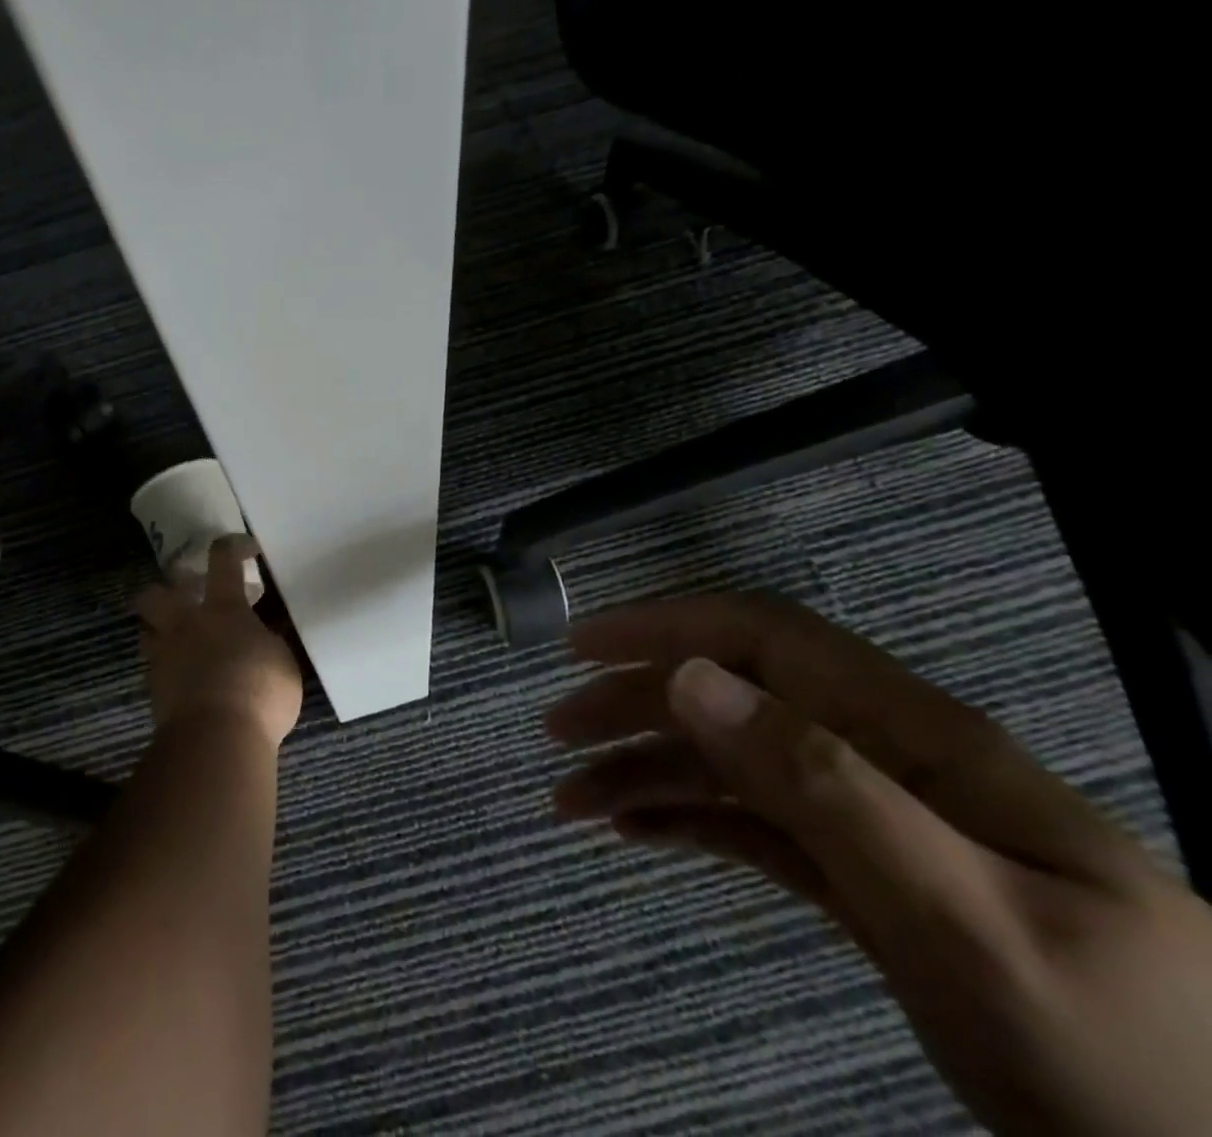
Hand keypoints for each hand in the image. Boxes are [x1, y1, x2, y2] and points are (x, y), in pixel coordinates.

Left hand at [136, 536, 301, 750]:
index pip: (223, 560)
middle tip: (186, 598)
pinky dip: (166, 667)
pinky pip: (153, 667)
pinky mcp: (154, 689)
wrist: (216, 738)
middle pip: (157, 593)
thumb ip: (270, 641)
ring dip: (159, 629)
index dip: (232, 547)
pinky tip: (184, 679)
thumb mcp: (283, 661)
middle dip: (166, 590)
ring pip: (146, 629)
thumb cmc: (259, 691)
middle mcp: (186, 624)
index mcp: (223, 609)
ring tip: (179, 641)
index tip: (245, 548)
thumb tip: (264, 634)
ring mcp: (164, 656)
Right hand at [545, 593, 1211, 1136]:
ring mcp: (870, 814)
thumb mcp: (964, 916)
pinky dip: (686, 819)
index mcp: (908, 733)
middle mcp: (878, 755)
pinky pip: (753, 824)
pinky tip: (634, 831)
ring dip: (646, 767)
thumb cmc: (1116, 1045)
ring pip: (731, 761)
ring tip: (572, 800)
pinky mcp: (863, 872)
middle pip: (730, 697)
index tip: (580, 647)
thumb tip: (691, 680)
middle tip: (556, 735)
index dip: (664, 627)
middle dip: (634, 703)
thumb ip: (822, 784)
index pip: (761, 637)